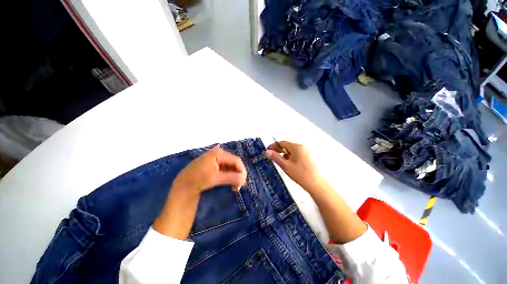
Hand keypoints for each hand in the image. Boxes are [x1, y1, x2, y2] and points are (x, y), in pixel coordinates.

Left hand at [154, 147, 246, 239]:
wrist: (183, 185)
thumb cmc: (199, 179)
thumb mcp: (216, 178)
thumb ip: (232, 177)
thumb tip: (244, 179)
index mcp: (219, 153)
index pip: (236, 160)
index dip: (242, 170)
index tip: (244, 182)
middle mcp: (219, 153)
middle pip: (234, 163)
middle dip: (238, 174)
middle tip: (240, 186)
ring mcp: (216, 159)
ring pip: (231, 167)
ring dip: (234, 176)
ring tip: (235, 187)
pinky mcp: (214, 165)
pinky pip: (226, 169)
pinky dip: (229, 176)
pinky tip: (230, 184)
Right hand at [266, 141, 321, 188]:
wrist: (315, 184)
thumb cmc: (299, 174)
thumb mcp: (285, 165)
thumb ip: (276, 157)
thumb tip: (267, 151)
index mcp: (296, 147)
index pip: (282, 143)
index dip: (274, 146)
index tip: (267, 150)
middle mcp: (301, 147)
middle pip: (287, 145)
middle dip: (278, 149)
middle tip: (271, 155)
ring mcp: (305, 152)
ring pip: (291, 150)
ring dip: (283, 153)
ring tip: (278, 160)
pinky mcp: (306, 157)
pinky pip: (295, 154)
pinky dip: (289, 156)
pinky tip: (286, 163)